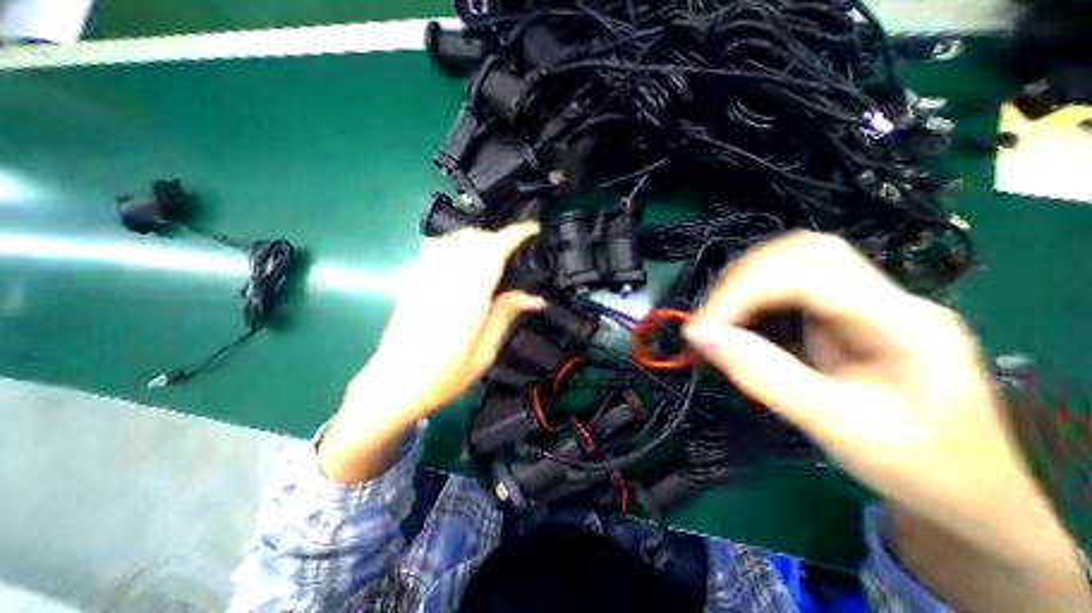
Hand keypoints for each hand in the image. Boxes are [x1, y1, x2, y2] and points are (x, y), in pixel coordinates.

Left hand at [353, 223, 543, 414]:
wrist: (392, 384)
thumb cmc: (444, 376)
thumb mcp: (485, 352)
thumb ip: (506, 315)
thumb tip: (535, 297)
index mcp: (468, 296)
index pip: (493, 250)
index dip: (516, 234)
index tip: (533, 230)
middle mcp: (446, 277)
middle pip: (475, 238)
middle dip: (500, 237)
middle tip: (517, 251)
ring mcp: (425, 275)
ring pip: (456, 238)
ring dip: (479, 238)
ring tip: (494, 254)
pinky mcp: (413, 278)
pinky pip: (437, 246)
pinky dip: (457, 243)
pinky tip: (465, 259)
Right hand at [679, 232, 1081, 604]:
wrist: (972, 495)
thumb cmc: (916, 470)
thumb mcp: (830, 426)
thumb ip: (761, 373)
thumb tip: (699, 336)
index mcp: (900, 323)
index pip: (808, 271)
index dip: (742, 290)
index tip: (700, 327)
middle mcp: (886, 298)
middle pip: (803, 249)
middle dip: (742, 277)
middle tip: (710, 319)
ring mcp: (867, 302)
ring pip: (794, 260)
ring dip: (745, 286)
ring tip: (722, 323)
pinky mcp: (845, 314)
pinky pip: (789, 286)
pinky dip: (754, 299)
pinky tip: (744, 327)